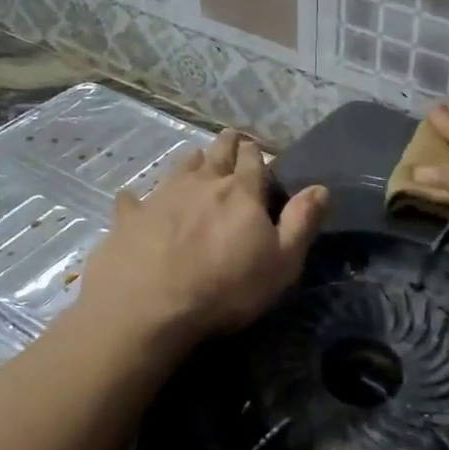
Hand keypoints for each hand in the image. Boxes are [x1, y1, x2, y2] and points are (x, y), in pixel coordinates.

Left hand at [76, 129, 328, 348]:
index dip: (255, 153)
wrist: (148, 309)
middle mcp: (201, 183)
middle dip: (226, 144)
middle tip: (229, 140)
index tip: (256, 149)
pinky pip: (132, 199)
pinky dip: (137, 198)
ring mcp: (161, 196)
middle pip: (216, 153)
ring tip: (196, 162)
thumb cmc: (225, 289)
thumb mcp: (281, 264)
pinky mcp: (128, 218)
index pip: (252, 160)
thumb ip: (301, 223)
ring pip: (180, 167)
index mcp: (241, 193)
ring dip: (191, 162)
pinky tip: (133, 200)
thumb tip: (320, 188)